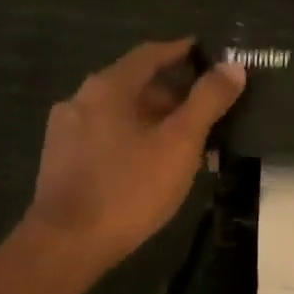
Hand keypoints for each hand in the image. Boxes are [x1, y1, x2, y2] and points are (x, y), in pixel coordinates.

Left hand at [26, 38, 244, 271]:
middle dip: (170, 94)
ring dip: (151, 120)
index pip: (150, 54)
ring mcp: (65, 131)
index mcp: (108, 86)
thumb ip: (207, 102)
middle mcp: (80, 99)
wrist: (68, 243)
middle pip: (133, 84)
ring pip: (118, 114)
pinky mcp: (60, 160)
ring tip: (181, 143)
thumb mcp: (179, 144)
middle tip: (203, 111)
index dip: (180, 51)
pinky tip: (146, 165)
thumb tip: (233, 67)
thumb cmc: (129, 188)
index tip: (205, 53)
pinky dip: (130, 139)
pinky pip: (103, 137)